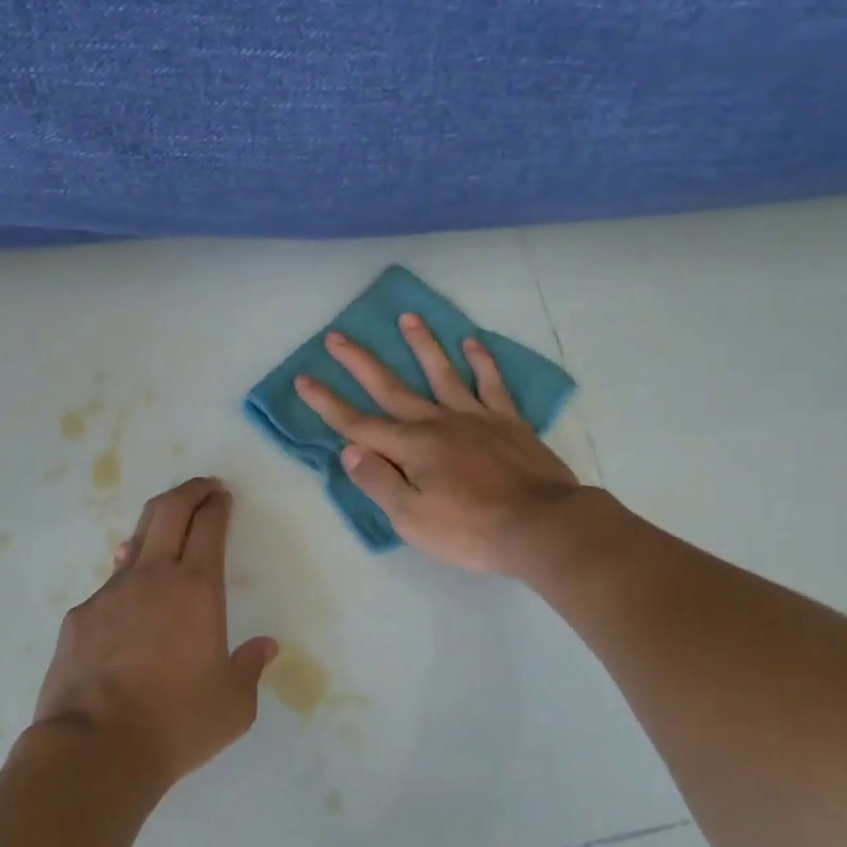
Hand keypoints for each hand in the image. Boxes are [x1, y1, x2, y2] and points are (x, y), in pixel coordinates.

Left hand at [31, 478, 279, 788]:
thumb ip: (250, 668)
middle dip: (189, 490)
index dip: (218, 504)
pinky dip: (127, 578)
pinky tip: (131, 602)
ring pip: (136, 541)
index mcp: (197, 589)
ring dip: (157, 528)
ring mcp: (111, 592)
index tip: (223, 496)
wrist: (94, 751)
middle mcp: (154, 577)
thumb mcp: (233, 705)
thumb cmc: (175, 724)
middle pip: (169, 510)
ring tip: (168, 532)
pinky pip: (110, 584)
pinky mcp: (80, 616)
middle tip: (203, 487)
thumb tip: (266, 647)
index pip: (209, 525)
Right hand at [294, 314, 581, 575]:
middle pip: (391, 387)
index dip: (327, 403)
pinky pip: (491, 384)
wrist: (542, 527)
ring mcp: (475, 417)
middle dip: (360, 362)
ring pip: (442, 372)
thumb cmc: (472, 531)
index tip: (303, 379)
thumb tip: (349, 450)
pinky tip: (472, 343)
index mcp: (411, 447)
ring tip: (408, 316)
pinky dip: (481, 362)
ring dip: (422, 344)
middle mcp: (437, 422)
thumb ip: (378, 482)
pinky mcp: (508, 421)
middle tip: (337, 336)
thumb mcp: (412, 519)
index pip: (357, 424)